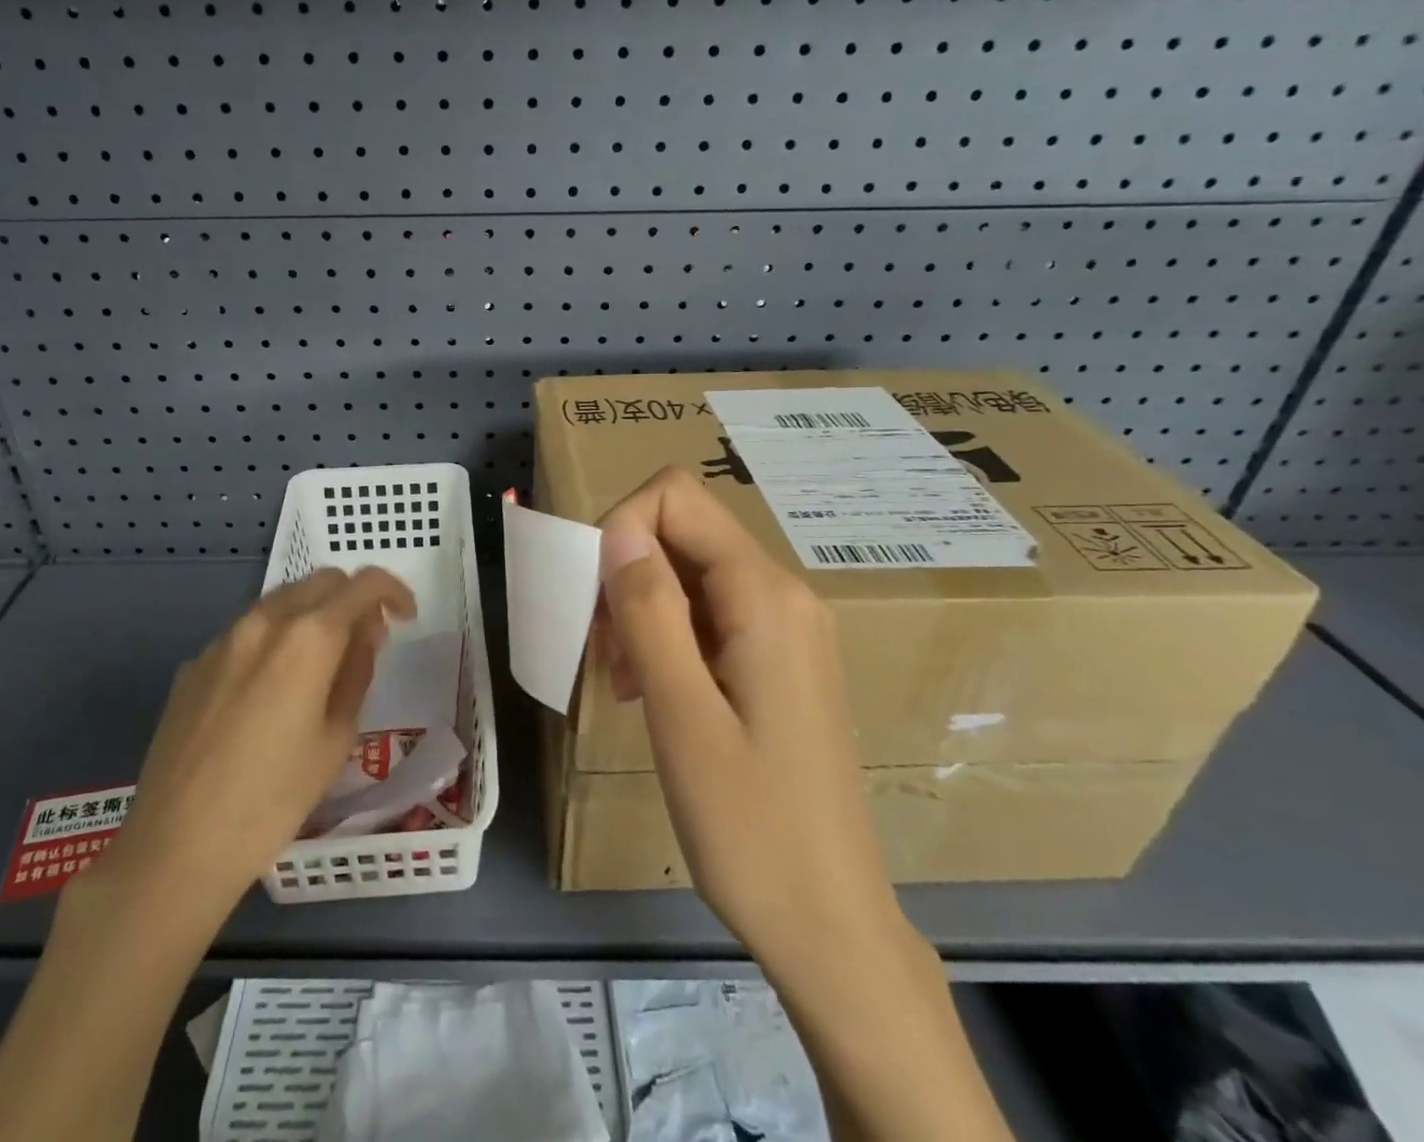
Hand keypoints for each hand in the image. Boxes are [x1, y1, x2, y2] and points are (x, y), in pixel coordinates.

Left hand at [93, 566, 415, 915]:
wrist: (176, 846)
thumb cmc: (274, 799)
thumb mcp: (337, 738)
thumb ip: (356, 672)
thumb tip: (363, 635)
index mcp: (308, 637)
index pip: (363, 584)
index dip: (393, 592)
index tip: (404, 619)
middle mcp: (264, 621)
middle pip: (321, 581)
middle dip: (352, 599)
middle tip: (365, 642)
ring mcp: (223, 640)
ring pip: (281, 601)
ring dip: (313, 615)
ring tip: (321, 664)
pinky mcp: (194, 664)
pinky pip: (247, 632)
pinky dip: (274, 639)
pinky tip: (270, 691)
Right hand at [596, 467, 904, 966]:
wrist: (830, 925)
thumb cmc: (750, 826)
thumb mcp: (681, 714)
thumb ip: (648, 609)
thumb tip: (615, 527)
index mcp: (765, 595)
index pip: (675, 497)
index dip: (620, 526)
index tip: (593, 598)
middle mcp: (783, 593)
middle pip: (683, 530)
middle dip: (626, 571)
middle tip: (601, 648)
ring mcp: (786, 626)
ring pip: (690, 571)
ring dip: (641, 607)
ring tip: (622, 678)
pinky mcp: (779, 658)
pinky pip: (709, 612)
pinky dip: (666, 634)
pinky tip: (649, 689)